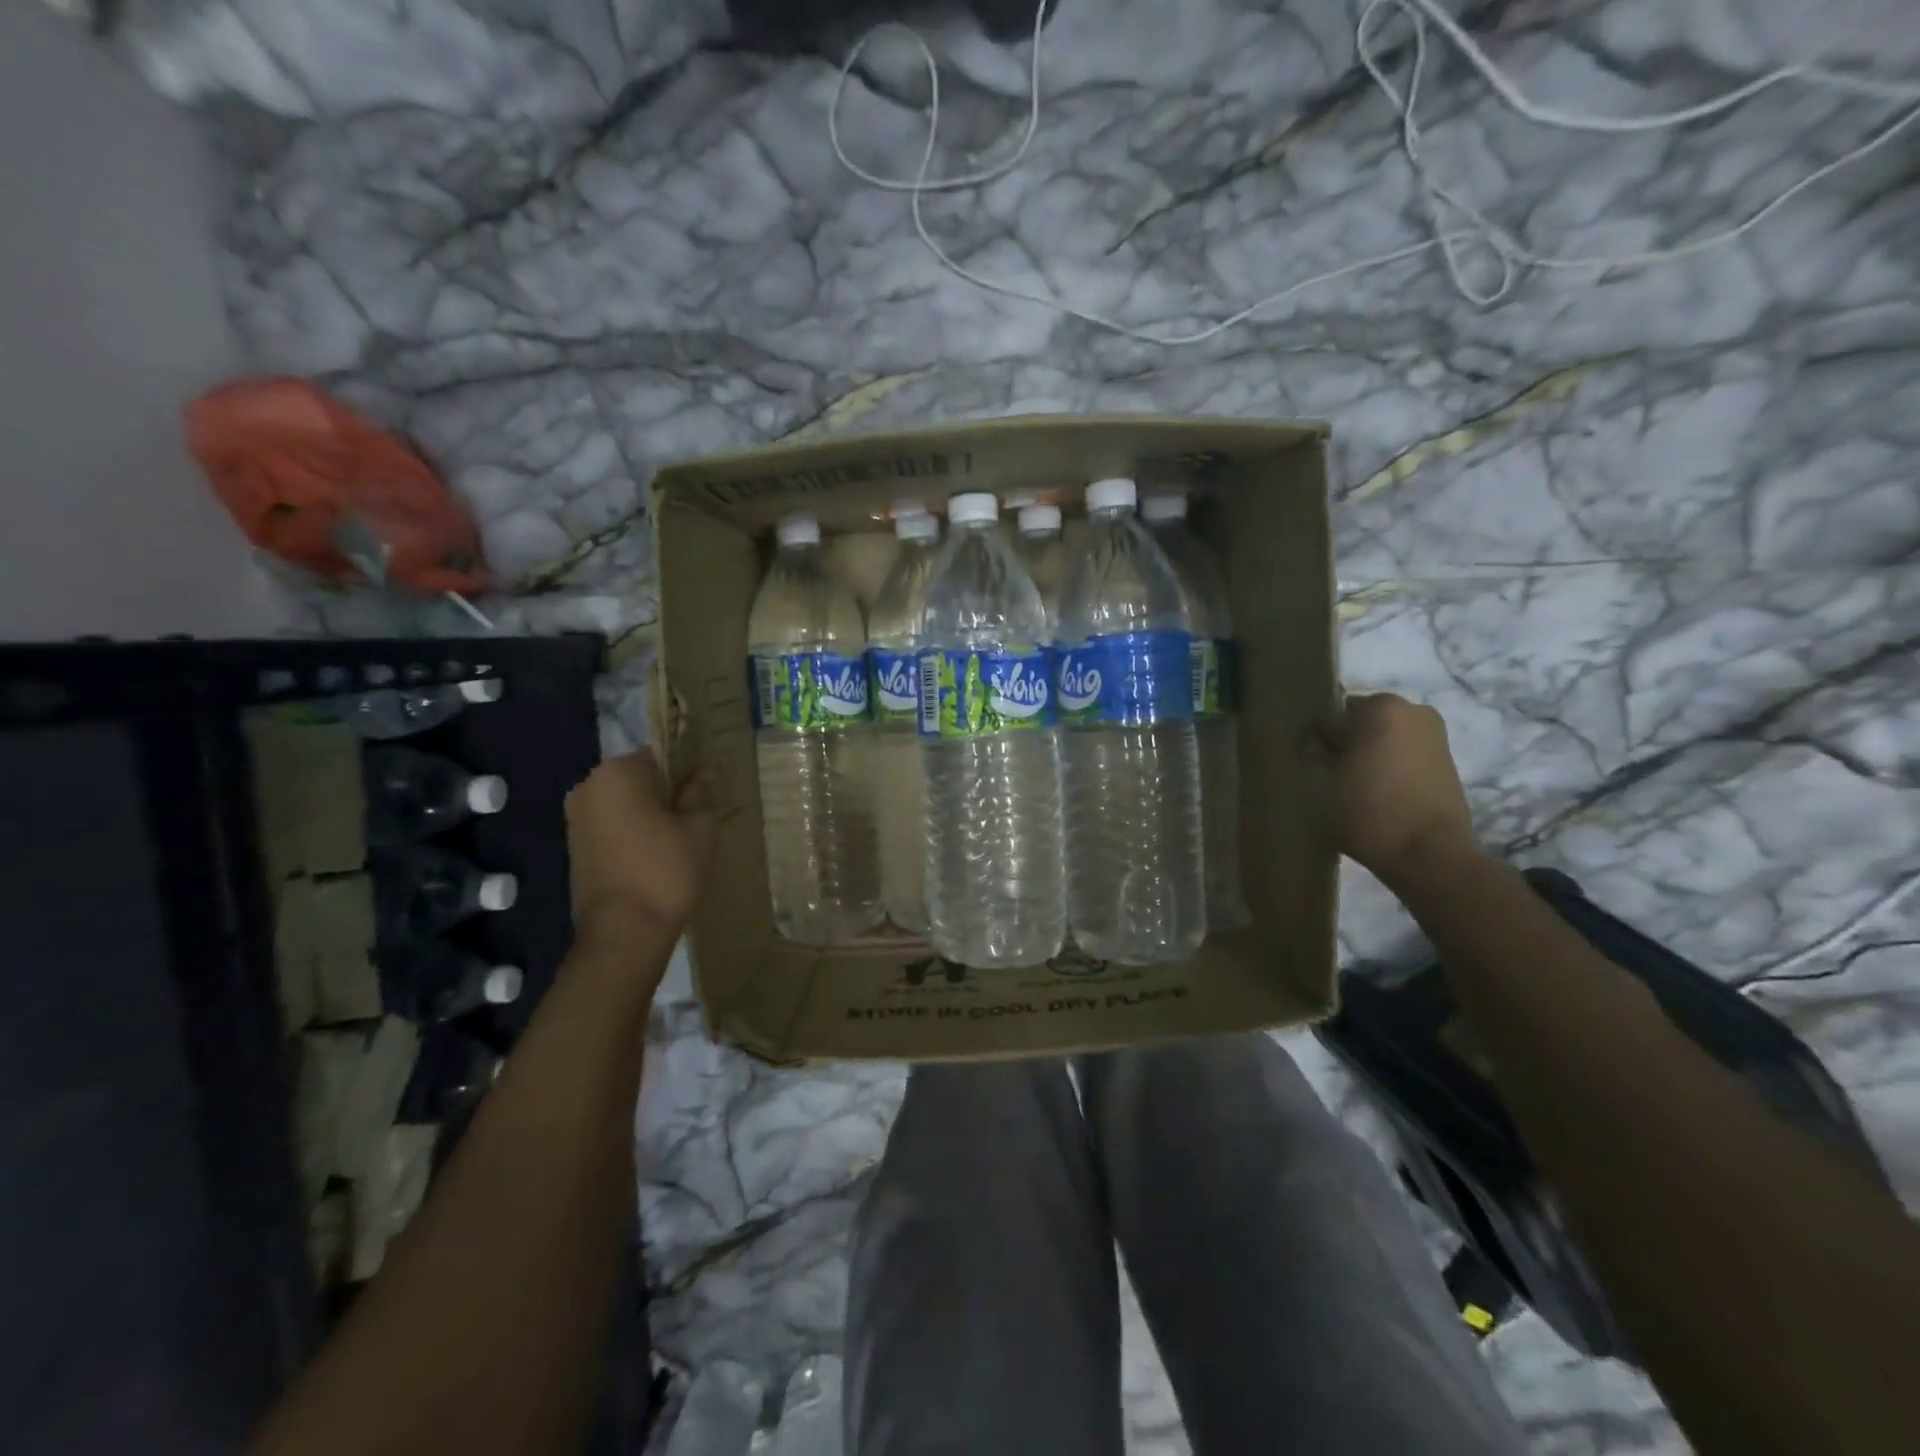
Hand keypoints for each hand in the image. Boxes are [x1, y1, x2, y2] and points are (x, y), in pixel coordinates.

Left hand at [565, 749, 715, 935]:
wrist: (624, 932)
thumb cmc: (667, 871)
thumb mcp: (700, 828)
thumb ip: (701, 792)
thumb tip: (702, 772)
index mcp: (618, 772)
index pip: (661, 754)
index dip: (687, 772)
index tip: (704, 795)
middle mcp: (589, 786)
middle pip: (640, 777)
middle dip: (666, 792)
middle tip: (695, 819)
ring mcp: (576, 816)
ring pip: (625, 801)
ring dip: (648, 813)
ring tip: (676, 840)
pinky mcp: (574, 844)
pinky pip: (611, 823)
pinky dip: (632, 831)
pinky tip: (653, 854)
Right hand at [1306, 692, 1477, 886]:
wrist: (1429, 855)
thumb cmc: (1368, 812)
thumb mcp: (1320, 782)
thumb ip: (1312, 753)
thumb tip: (1314, 743)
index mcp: (1380, 707)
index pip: (1329, 715)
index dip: (1316, 741)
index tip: (1311, 767)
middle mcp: (1412, 709)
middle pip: (1358, 722)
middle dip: (1344, 744)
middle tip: (1331, 777)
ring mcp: (1435, 733)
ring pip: (1382, 737)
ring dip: (1366, 755)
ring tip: (1354, 788)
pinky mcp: (1446, 759)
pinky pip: (1403, 752)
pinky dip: (1388, 766)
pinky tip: (1379, 794)